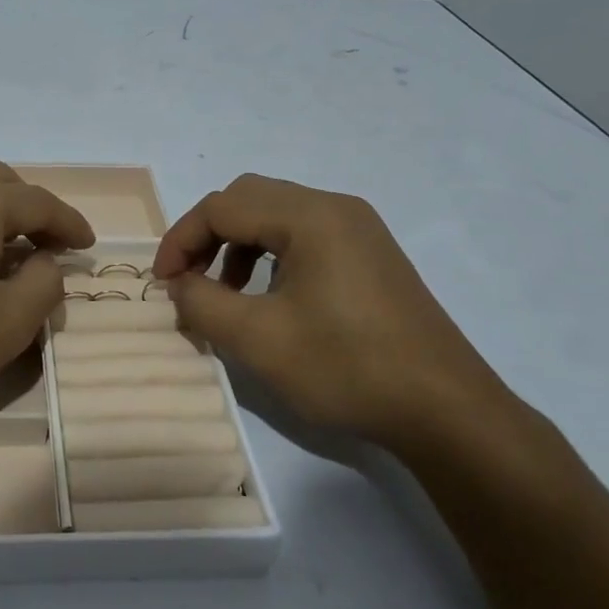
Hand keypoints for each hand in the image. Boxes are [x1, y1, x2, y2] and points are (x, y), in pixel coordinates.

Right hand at [152, 174, 521, 456]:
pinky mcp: (371, 255)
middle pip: (249, 199)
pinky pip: (305, 235)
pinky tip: (270, 299)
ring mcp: (359, 229)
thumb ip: (202, 302)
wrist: (445, 410)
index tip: (162, 284)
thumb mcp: (258, 339)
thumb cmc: (346, 367)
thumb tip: (178, 284)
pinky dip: (271, 256)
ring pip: (276, 215)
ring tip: (226, 294)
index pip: (222, 206)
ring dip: (238, 246)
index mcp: (309, 216)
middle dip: (207, 236)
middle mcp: (335, 208)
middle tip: (189, 281)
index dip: (181, 240)